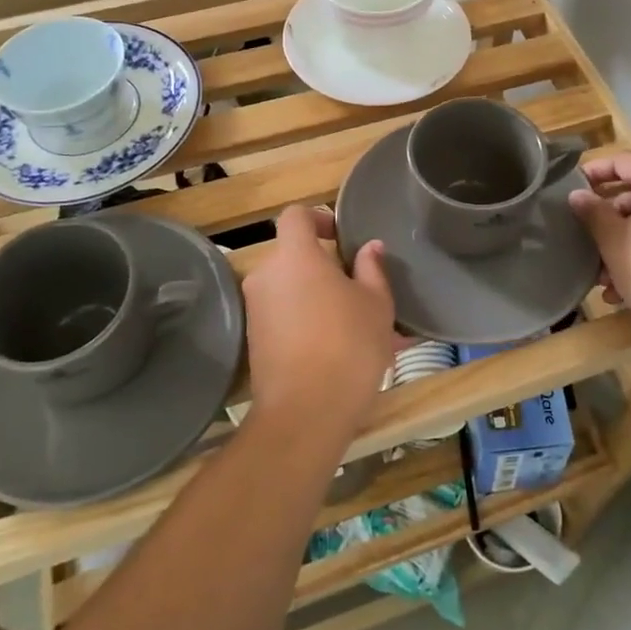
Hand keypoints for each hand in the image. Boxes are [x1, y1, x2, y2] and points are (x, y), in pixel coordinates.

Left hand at [242, 206, 398, 440]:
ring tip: (353, 324)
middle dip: (323, 266)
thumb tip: (370, 248)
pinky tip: (335, 348)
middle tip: (358, 289)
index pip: (296, 216)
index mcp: (295, 256)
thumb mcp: (376, 304)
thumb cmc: (348, 346)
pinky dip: (305, 322)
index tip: (342, 239)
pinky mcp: (254, 340)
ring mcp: (256, 309)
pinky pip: (283, 316)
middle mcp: (266, 275)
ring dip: (316, 297)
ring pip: (290, 289)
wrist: (305, 413)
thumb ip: (372, 269)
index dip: (319, 219)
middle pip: (293, 255)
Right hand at [566, 152, 630, 341]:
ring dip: (625, 243)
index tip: (571, 189)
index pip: (624, 160)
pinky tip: (625, 290)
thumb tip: (577, 195)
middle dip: (609, 218)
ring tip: (603, 276)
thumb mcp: (614, 242)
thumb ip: (593, 213)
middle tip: (587, 240)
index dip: (595, 172)